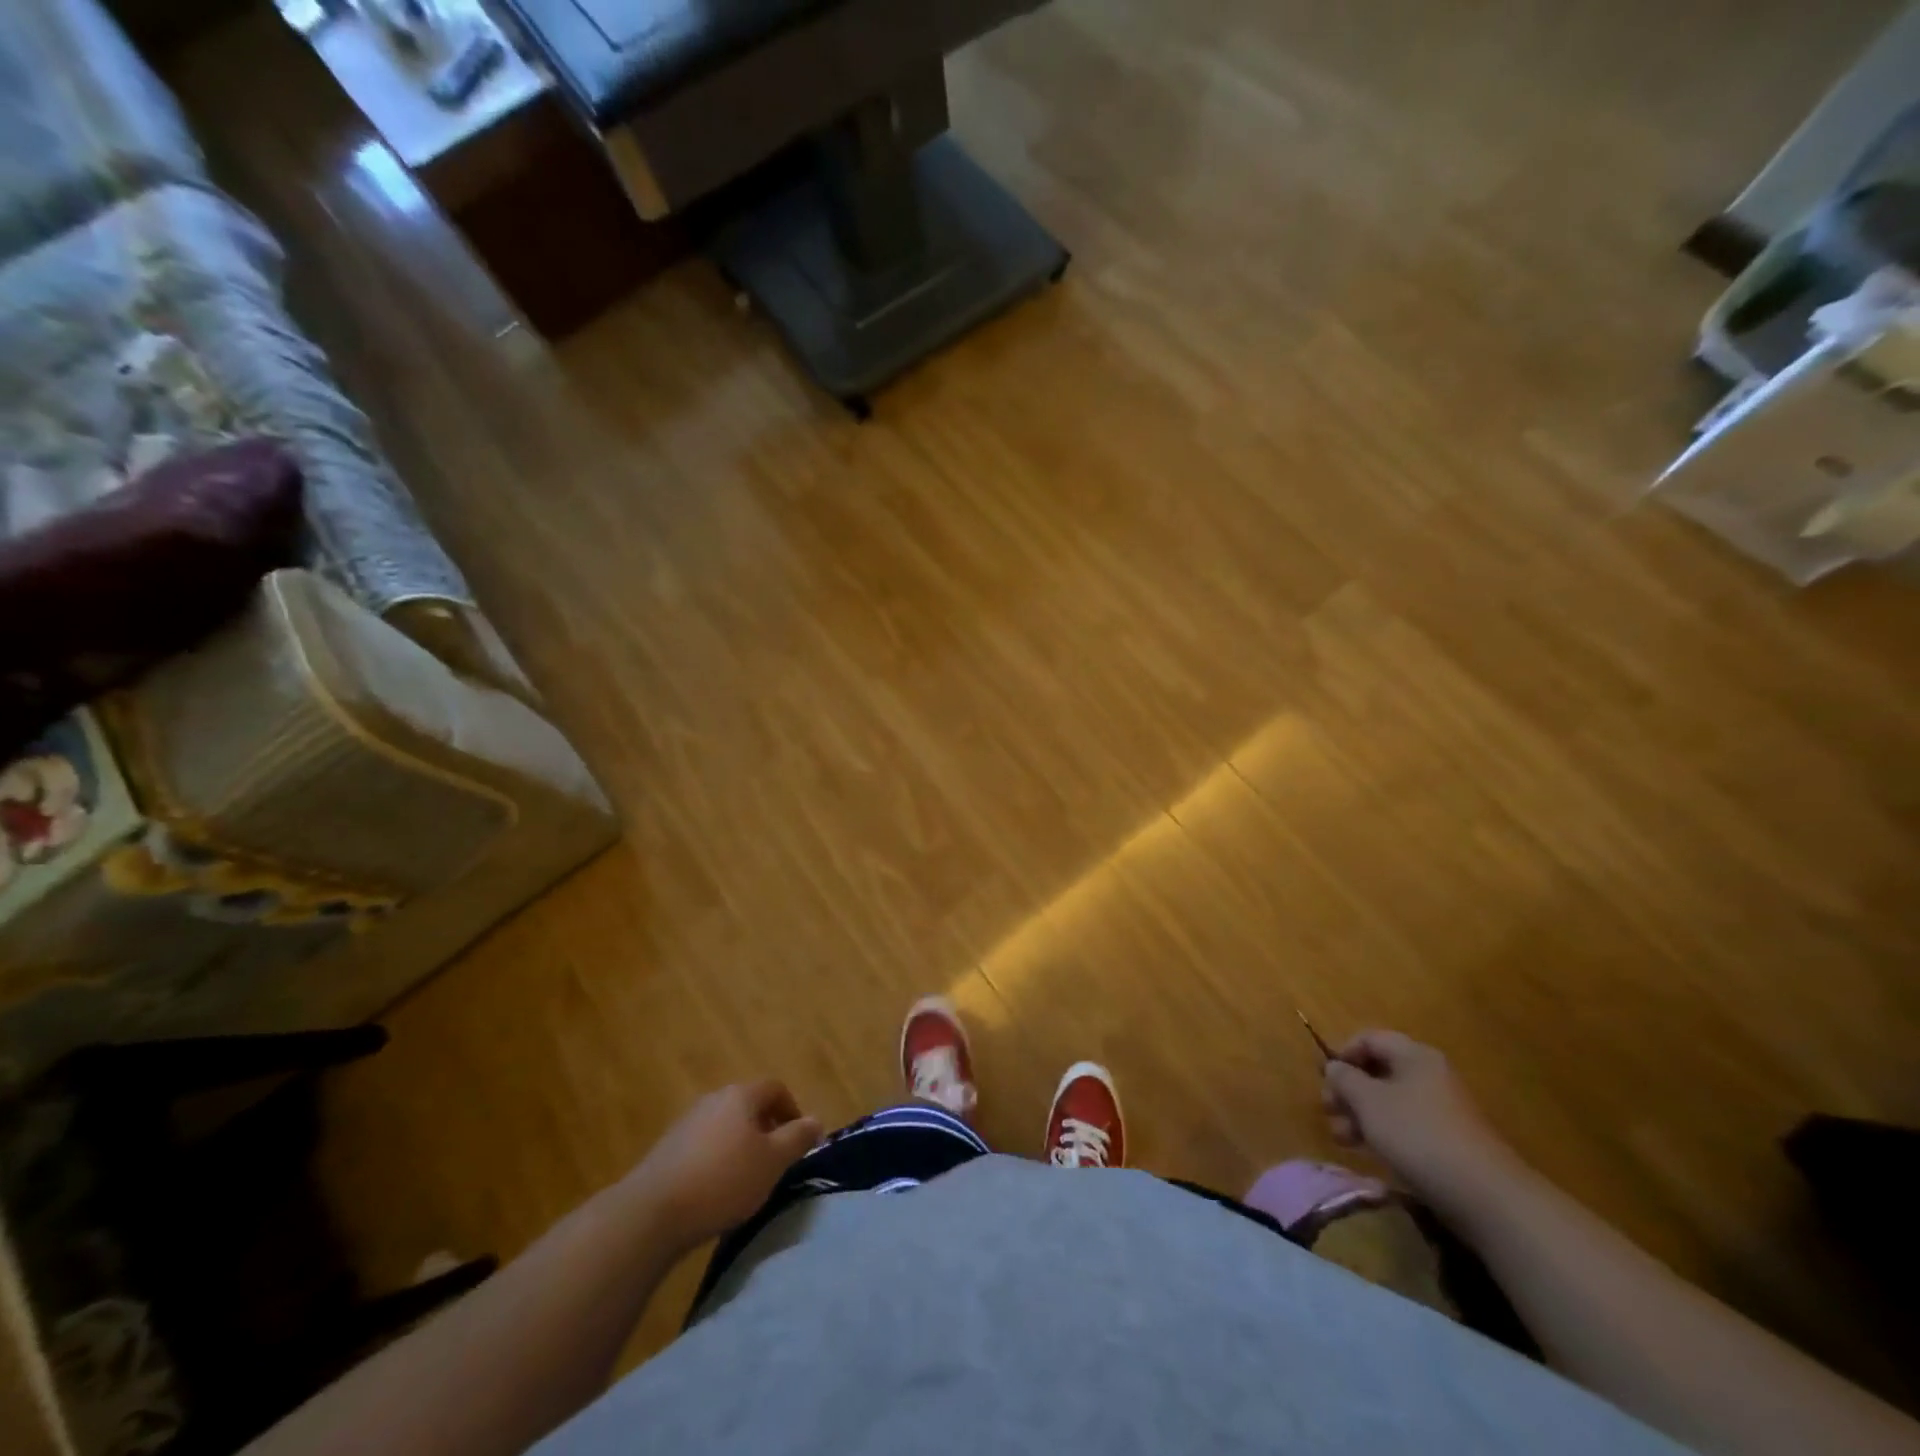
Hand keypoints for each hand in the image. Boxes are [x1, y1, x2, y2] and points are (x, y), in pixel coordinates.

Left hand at [627, 1081, 823, 1252]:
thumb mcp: (772, 1162)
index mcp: (741, 1095)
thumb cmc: (723, 1180)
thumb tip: (816, 1120)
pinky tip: (715, 1190)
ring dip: (740, 1145)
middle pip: (748, 1105)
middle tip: (775, 1161)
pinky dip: (716, 1159)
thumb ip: (798, 1138)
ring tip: (746, 1179)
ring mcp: (686, 1122)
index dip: (792, 1110)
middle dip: (766, 1128)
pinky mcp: (667, 1149)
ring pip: (725, 1125)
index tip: (799, 1140)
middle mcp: (713, 1099)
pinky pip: (703, 1145)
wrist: (652, 1212)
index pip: (775, 1088)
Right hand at [1321, 1030, 1526, 1219]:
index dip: (1341, 1053)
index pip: (1369, 1039)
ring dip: (1360, 1115)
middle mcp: (1429, 1075)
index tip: (1323, 1078)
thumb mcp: (1368, 1101)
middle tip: (1328, 1111)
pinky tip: (1368, 1152)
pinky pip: (1405, 1125)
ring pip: (1389, 1101)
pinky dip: (1382, 1133)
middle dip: (1348, 1090)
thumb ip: (1344, 1078)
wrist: (1484, 1196)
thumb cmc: (1417, 1134)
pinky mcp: (1447, 1141)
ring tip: (1342, 1138)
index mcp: (1414, 1056)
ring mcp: (1441, 1110)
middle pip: (1378, 1071)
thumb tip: (1334, 1067)